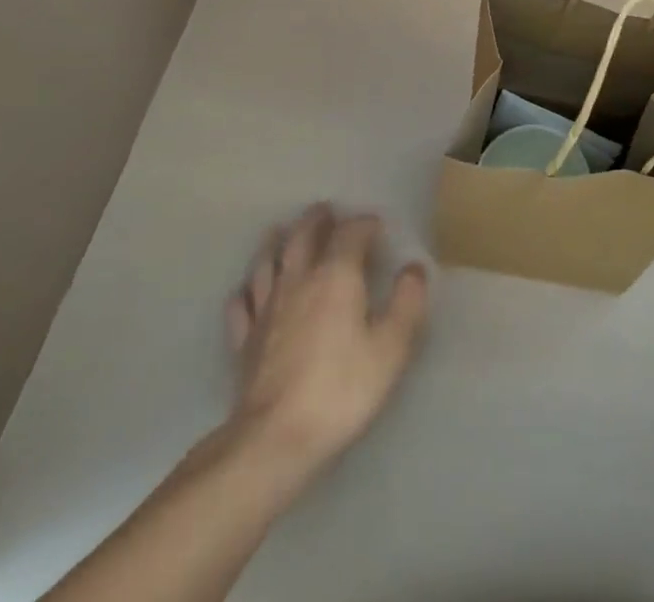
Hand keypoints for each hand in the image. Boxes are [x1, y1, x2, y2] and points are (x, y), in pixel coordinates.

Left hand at [223, 204, 429, 473]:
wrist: (273, 441)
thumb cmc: (341, 389)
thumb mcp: (391, 347)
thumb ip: (407, 302)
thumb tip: (413, 269)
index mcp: (337, 275)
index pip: (351, 233)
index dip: (365, 224)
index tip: (378, 226)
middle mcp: (299, 281)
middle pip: (303, 236)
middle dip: (316, 220)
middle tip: (326, 211)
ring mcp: (266, 309)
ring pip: (267, 262)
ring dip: (276, 242)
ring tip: (281, 232)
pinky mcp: (244, 341)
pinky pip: (241, 304)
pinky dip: (246, 290)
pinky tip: (248, 290)